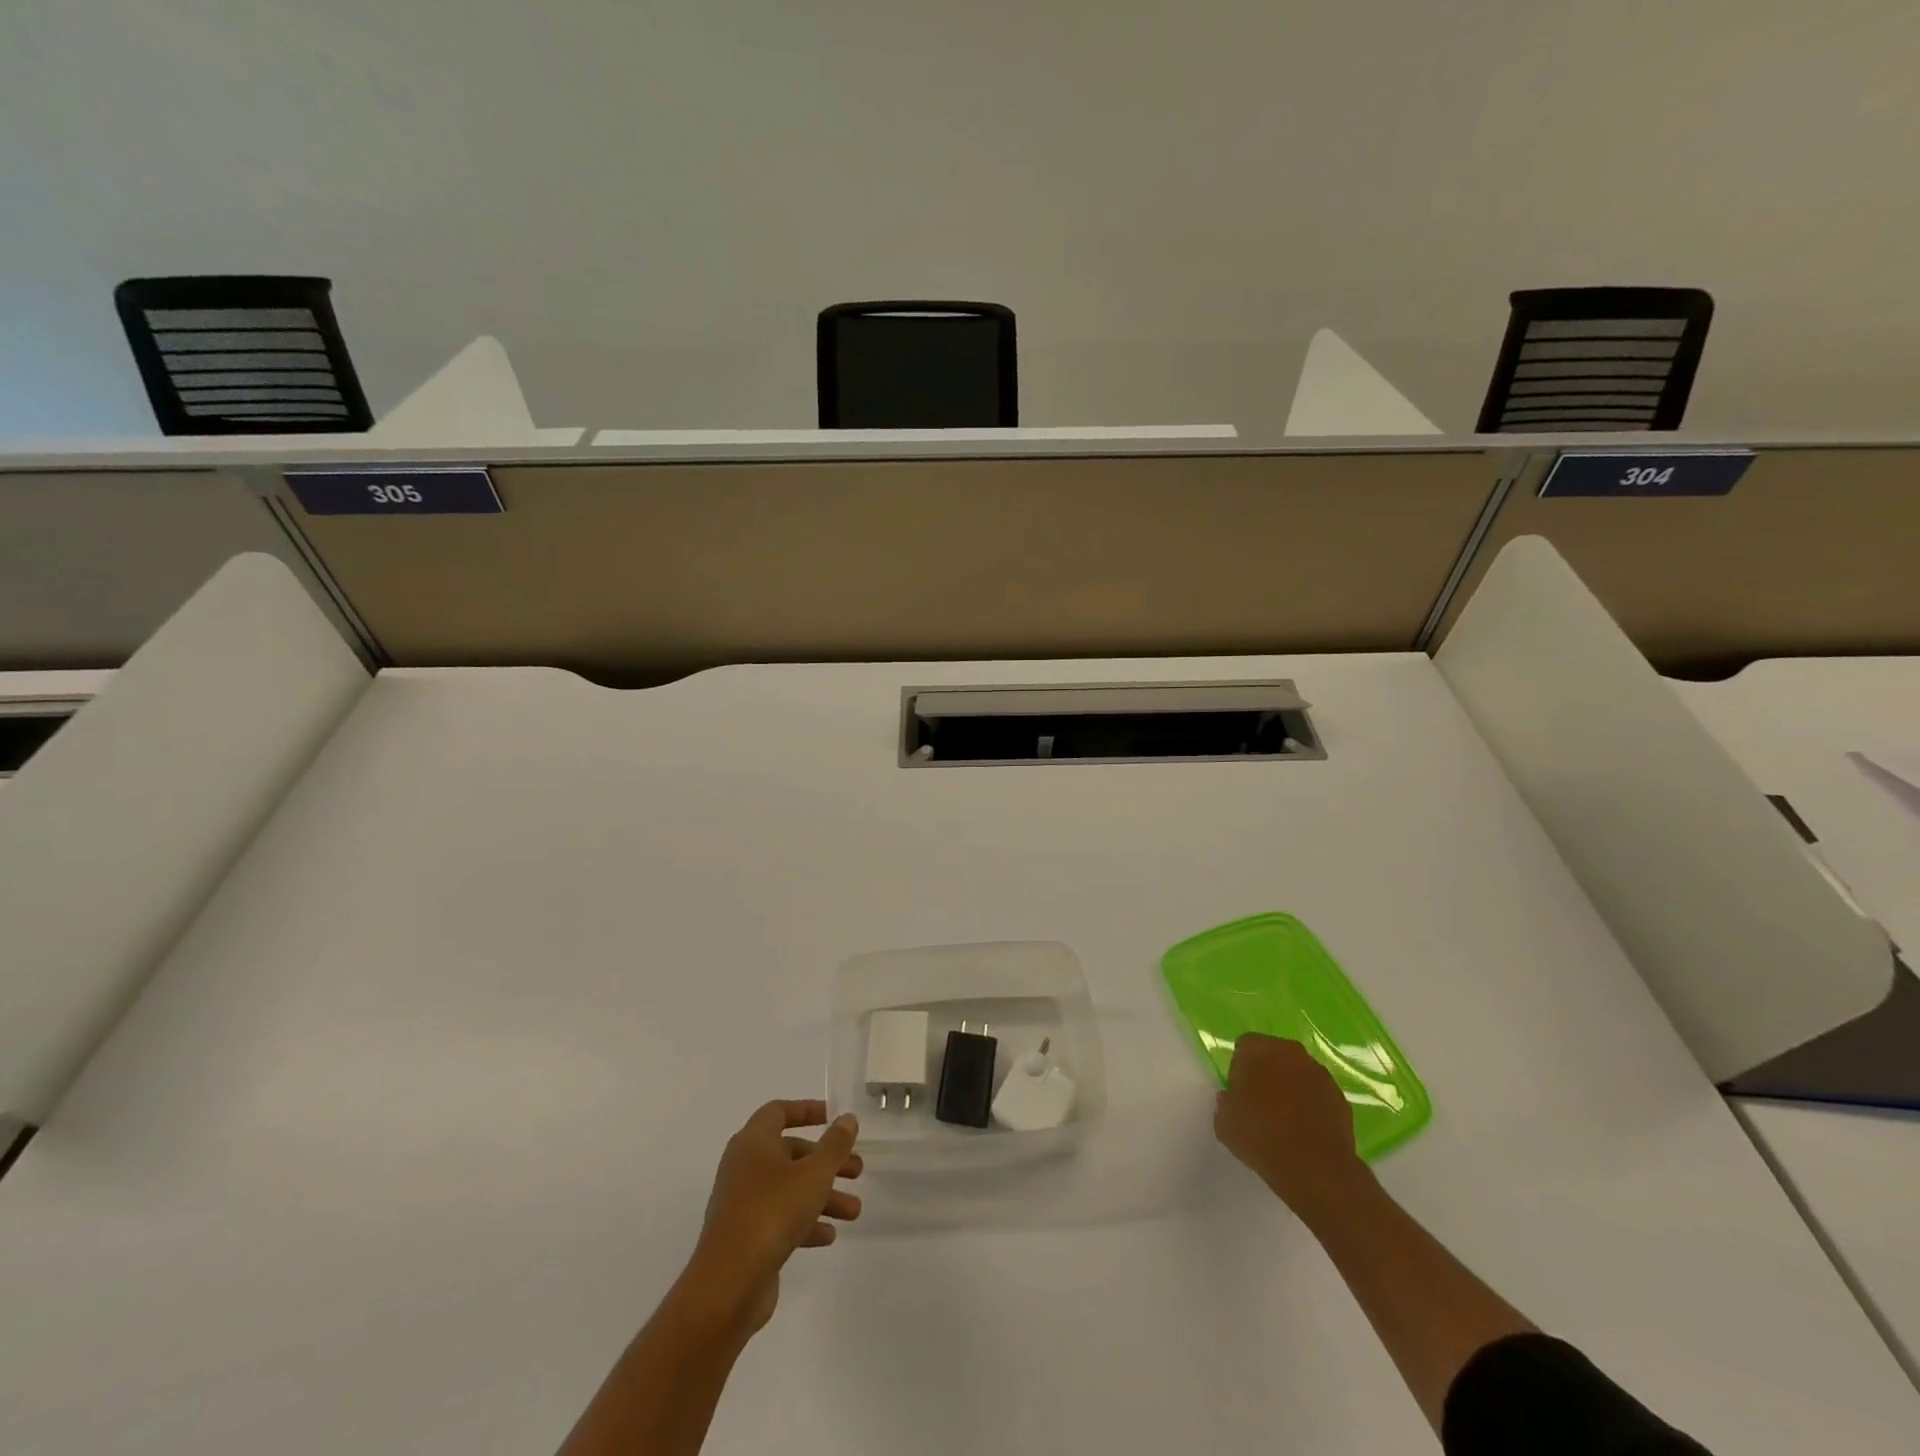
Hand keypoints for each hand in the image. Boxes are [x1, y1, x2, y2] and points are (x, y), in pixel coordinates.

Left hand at [682, 1100, 861, 1333]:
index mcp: (754, 1142)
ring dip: (822, 1196)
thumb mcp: (814, 1173)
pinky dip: (804, 1222)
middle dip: (826, 1161)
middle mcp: (744, 1166)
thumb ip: (835, 1144)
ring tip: (854, 1211)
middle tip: (857, 1171)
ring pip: (789, 1188)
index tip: (833, 1117)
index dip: (806, 1110)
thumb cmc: (773, 1212)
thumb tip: (847, 1119)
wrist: (728, 1284)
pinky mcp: (744, 1236)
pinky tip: (829, 1236)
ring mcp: (742, 1203)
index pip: (779, 1112)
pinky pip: (779, 1218)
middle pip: (790, 1153)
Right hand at [1214, 1033, 1371, 1226]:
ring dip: (1291, 1089)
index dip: (1239, 1069)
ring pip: (1299, 1074)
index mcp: (1258, 1049)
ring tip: (1285, 1121)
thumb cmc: (1261, 1136)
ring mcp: (1320, 1074)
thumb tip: (1232, 1099)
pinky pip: (1318, 1096)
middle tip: (1259, 1104)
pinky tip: (1305, 1132)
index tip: (1239, 1094)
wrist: (1315, 1168)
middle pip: (1274, 1056)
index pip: (1244, 1047)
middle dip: (1267, 1074)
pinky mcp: (1341, 1098)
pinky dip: (1312, 1107)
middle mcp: (1291, 1052)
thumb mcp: (1224, 1121)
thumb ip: (1226, 1102)